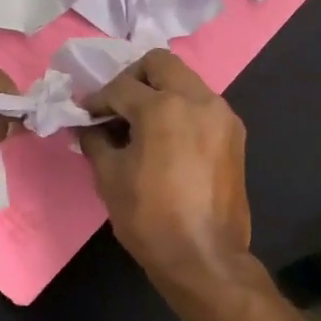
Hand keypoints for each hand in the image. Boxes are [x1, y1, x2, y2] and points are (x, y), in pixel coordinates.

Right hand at [79, 50, 251, 291]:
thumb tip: (89, 127)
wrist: (204, 257)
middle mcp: (198, 100)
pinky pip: (203, 105)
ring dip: (160, 92)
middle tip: (116, 105)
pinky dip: (182, 109)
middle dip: (133, 78)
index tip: (85, 114)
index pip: (122, 87)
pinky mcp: (235, 135)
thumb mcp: (110, 177)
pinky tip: (166, 138)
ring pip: (186, 81)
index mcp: (164, 107)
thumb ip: (96, 141)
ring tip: (141, 123)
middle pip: (161, 64)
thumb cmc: (150, 218)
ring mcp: (222, 115)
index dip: (97, 100)